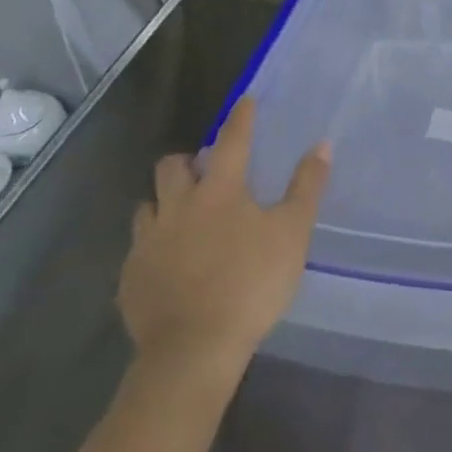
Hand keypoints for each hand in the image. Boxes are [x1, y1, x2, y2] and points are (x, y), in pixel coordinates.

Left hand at [119, 97, 329, 377]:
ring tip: (182, 217)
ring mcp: (147, 242)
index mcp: (218, 190)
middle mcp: (177, 206)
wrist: (193, 350)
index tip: (245, 101)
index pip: (231, 141)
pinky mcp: (130, 278)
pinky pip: (138, 249)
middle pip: (172, 167)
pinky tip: (168, 264)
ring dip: (164, 203)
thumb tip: (321, 145)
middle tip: (204, 171)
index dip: (241, 118)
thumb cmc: (250, 283)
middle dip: (187, 161)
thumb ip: (306, 187)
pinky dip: (153, 246)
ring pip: (147, 206)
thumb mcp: (292, 234)